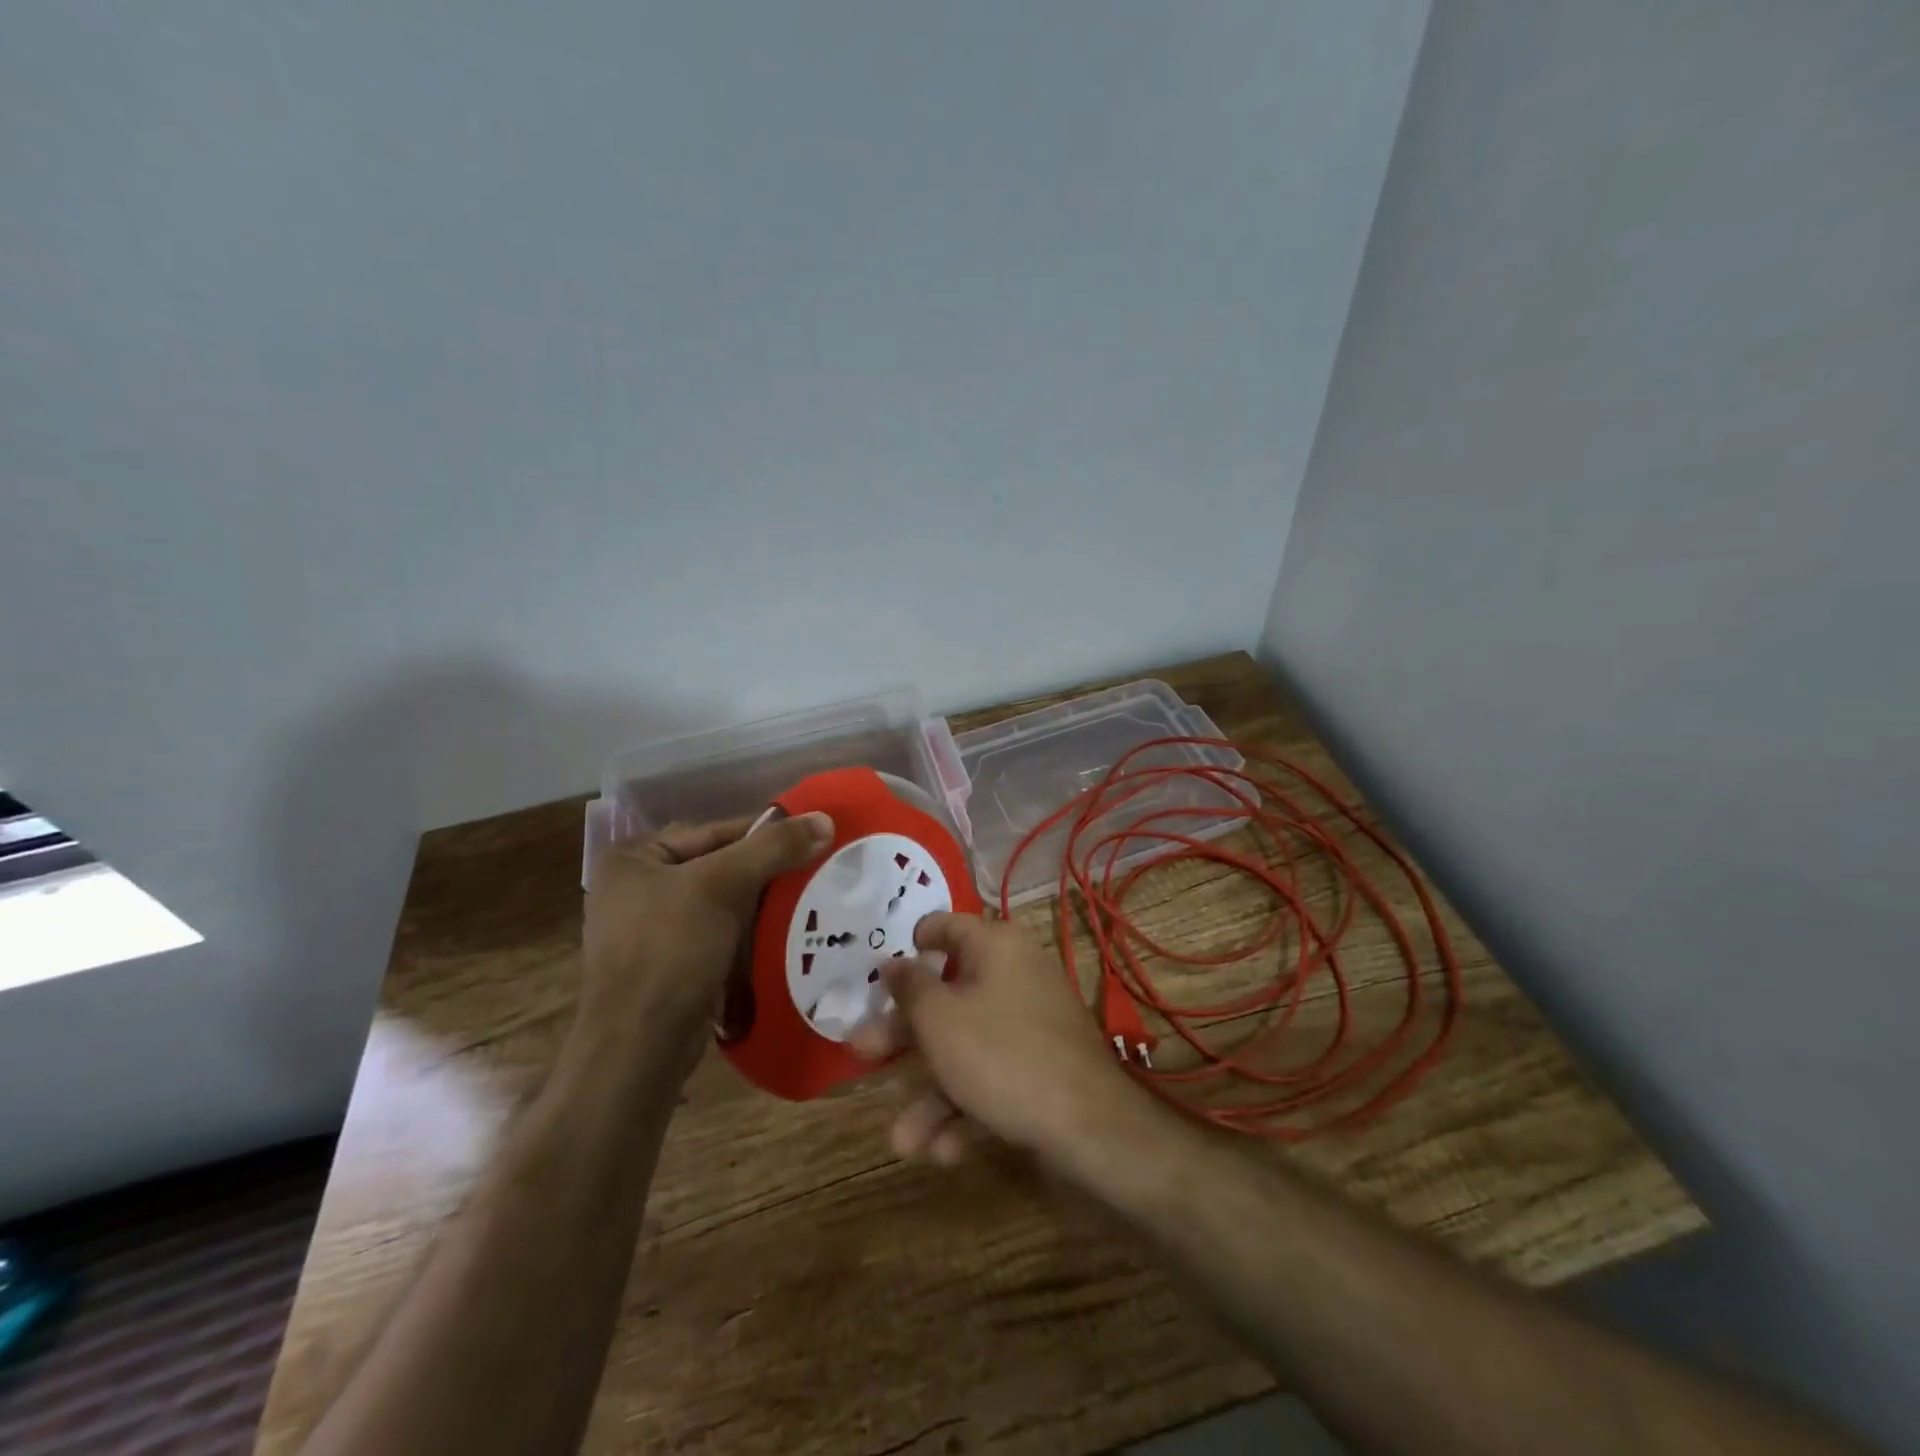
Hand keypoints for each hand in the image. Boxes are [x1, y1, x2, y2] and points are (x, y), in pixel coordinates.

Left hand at [582, 812, 832, 1067]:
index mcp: (634, 858)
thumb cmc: (670, 950)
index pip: (713, 831)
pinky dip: (751, 933)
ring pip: (724, 903)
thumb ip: (774, 848)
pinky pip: (720, 935)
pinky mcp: (672, 965)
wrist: (641, 1047)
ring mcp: (652, 930)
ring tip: (812, 898)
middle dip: (767, 871)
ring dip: (763, 904)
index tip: (812, 835)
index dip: (765, 832)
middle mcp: (637, 888)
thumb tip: (826, 819)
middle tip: (818, 866)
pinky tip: (786, 933)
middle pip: (719, 866)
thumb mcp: (723, 885)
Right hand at [851, 912, 1153, 1169]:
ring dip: (931, 1092)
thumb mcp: (940, 1020)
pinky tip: (943, 1151)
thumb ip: (909, 989)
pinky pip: (993, 1074)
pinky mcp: (1041, 1064)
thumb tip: (892, 962)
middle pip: (947, 995)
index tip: (882, 969)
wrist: (1089, 1127)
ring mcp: (1031, 1021)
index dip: (912, 943)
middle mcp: (1015, 974)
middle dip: (904, 1035)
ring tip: (902, 1142)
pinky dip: (967, 1106)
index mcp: (996, 946)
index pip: (947, 927)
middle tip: (862, 1053)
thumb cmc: (1002, 1056)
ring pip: (966, 1045)